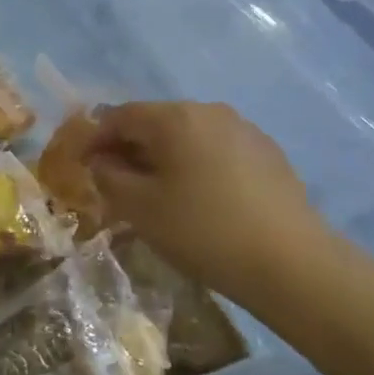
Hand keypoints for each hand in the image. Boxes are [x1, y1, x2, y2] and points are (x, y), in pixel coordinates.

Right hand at [85, 102, 331, 294]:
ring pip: (187, 136)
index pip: (119, 115)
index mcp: (174, 117)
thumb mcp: (140, 208)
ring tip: (155, 191)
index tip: (80, 165)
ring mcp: (244, 129)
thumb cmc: (203, 230)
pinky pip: (216, 150)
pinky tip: (198, 198)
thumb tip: (101, 161)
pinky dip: (195, 165)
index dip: (94, 138)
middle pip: (155, 121)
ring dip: (163, 157)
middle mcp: (209, 110)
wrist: (293, 264)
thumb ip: (109, 177)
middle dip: (128, 147)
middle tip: (114, 180)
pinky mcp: (268, 153)